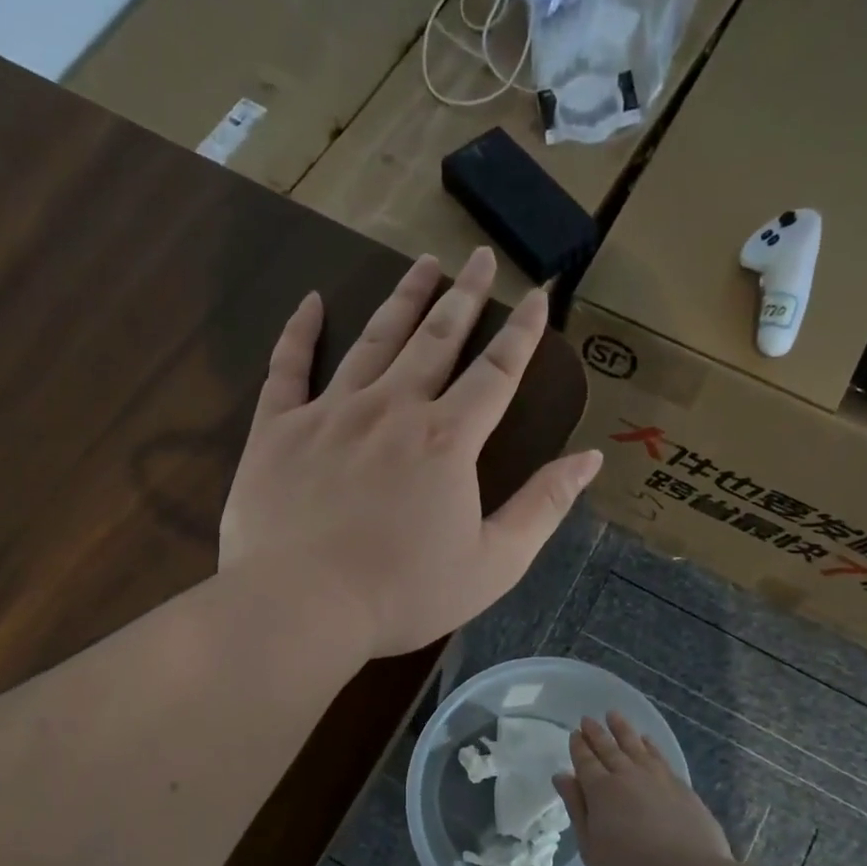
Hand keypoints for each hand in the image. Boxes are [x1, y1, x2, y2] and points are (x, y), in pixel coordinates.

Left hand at [220, 248, 601, 659]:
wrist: (302, 608)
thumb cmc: (403, 594)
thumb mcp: (492, 564)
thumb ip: (543, 508)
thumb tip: (588, 459)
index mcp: (446, 441)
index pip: (496, 373)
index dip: (522, 333)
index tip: (538, 296)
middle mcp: (392, 409)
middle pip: (436, 339)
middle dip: (464, 296)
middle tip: (479, 257)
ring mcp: (330, 413)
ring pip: (373, 340)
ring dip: (402, 300)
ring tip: (422, 264)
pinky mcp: (278, 429)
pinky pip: (288, 367)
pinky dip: (300, 331)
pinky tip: (312, 301)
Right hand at [556, 712, 732, 865]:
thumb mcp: (591, 847)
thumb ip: (576, 809)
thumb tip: (562, 776)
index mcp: (600, 790)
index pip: (585, 761)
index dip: (578, 747)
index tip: (574, 733)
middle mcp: (627, 776)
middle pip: (608, 748)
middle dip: (596, 733)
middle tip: (588, 719)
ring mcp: (657, 778)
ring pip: (635, 745)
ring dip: (622, 729)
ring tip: (614, 715)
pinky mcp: (681, 786)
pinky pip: (659, 756)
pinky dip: (649, 745)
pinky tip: (646, 740)